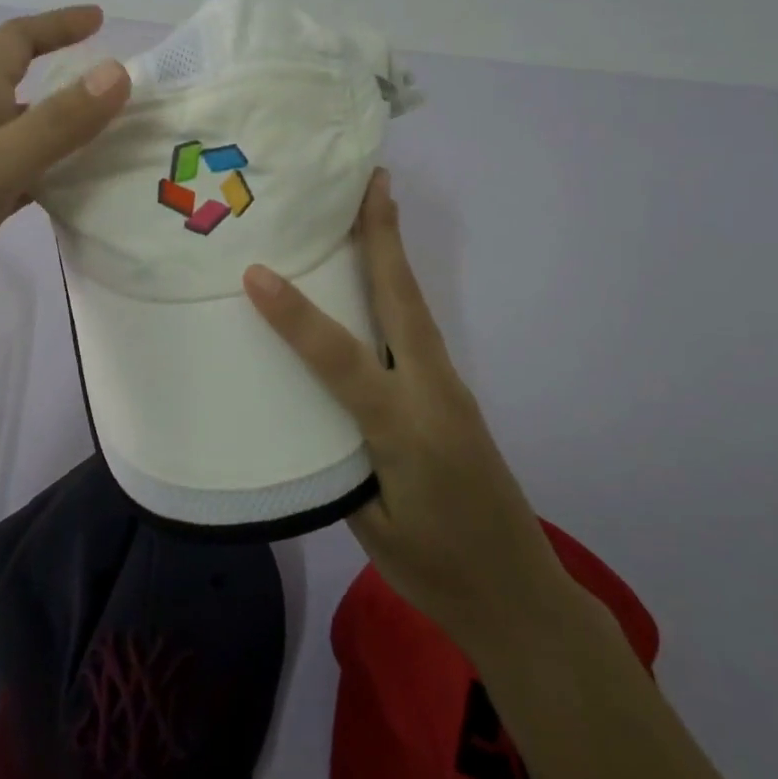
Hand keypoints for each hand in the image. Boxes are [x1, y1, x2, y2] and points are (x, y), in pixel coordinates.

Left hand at [0, 5, 129, 342]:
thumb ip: (55, 123)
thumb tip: (118, 71)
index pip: (15, 42)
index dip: (56, 25)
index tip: (100, 19)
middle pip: (30, 92)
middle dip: (76, 87)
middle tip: (131, 101)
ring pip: (32, 140)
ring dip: (72, 137)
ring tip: (124, 149)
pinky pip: (26, 183)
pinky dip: (57, 181)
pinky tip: (85, 200)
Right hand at [243, 170, 574, 648]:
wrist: (521, 596)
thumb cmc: (438, 571)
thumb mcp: (370, 525)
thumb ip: (338, 457)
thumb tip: (306, 404)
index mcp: (404, 429)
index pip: (341, 360)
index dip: (296, 316)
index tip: (256, 272)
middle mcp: (432, 394)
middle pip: (402, 301)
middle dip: (384, 237)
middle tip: (372, 181)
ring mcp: (450, 391)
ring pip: (415, 309)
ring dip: (393, 255)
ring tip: (374, 209)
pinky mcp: (453, 396)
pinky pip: (419, 331)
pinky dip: (398, 292)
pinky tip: (380, 283)